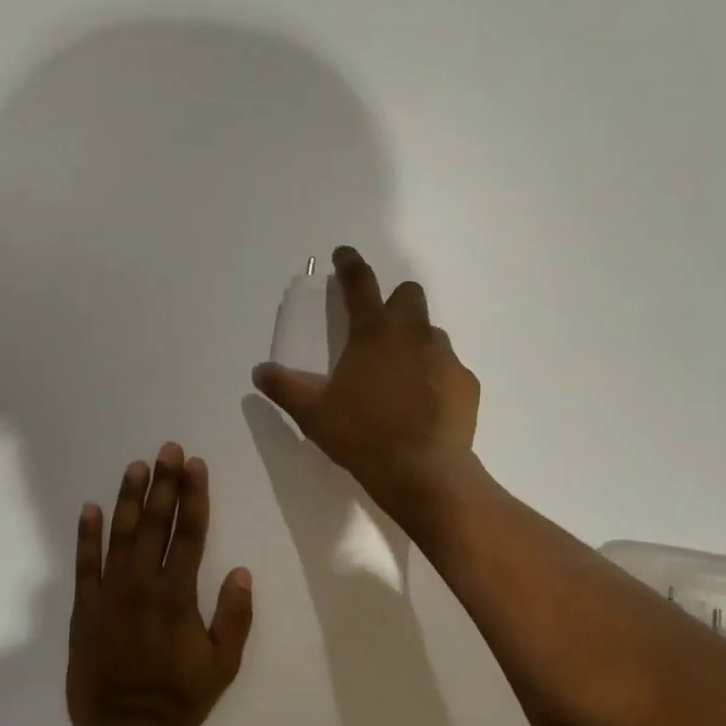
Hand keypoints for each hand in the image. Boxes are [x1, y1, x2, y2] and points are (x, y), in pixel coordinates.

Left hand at [66, 443, 254, 725]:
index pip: (190, 533)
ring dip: (129, 498)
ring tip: (136, 466)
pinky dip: (87, 535)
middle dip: (164, 483)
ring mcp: (110, 593)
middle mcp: (143, 583)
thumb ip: (234, 616)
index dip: (194, 496)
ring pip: (120, 534)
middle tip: (168, 448)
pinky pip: (84, 564)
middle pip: (156, 523)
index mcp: (178, 594)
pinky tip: (90, 508)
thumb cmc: (179, 698)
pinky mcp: (85, 608)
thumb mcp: (223, 664)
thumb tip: (241, 571)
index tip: (195, 465)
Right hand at [252, 247, 480, 529]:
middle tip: (380, 331)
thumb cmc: (362, 437)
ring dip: (415, 344)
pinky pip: (449, 369)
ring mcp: (445, 357)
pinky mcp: (466, 383)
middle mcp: (413, 335)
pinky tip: (425, 406)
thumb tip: (259, 371)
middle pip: (409, 295)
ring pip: (431, 333)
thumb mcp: (314, 415)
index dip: (350, 264)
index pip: (359, 284)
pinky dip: (436, 378)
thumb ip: (285, 388)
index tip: (344, 254)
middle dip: (395, 302)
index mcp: (373, 334)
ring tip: (401, 379)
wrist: (422, 472)